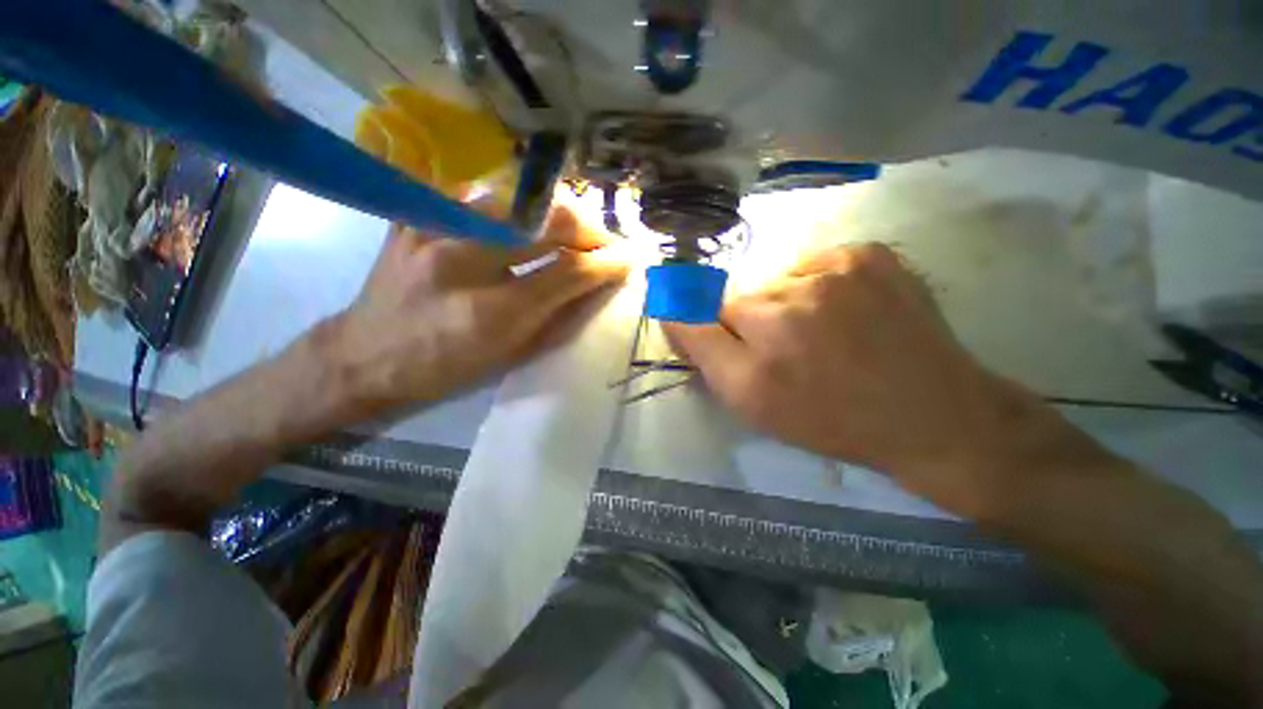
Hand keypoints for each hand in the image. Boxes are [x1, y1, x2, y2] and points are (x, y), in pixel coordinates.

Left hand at [320, 207, 627, 418]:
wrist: (365, 356)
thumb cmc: (447, 370)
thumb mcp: (512, 356)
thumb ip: (559, 318)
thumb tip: (597, 288)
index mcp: (493, 313)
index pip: (567, 272)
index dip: (605, 263)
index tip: (628, 258)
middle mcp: (463, 263)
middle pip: (545, 222)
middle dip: (587, 228)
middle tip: (603, 240)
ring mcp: (433, 231)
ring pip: (515, 199)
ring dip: (553, 213)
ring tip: (569, 230)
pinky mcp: (413, 216)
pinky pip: (476, 195)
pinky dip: (510, 206)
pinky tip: (521, 221)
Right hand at [664, 243, 1064, 512]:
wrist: (932, 415)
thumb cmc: (830, 418)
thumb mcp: (751, 401)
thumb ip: (702, 350)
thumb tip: (670, 311)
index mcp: (764, 328)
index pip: (710, 312)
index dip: (723, 334)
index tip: (747, 353)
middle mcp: (795, 288)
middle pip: (747, 297)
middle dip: (756, 324)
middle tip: (790, 355)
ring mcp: (840, 263)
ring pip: (781, 281)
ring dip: (789, 306)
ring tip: (824, 338)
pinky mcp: (871, 254)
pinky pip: (818, 265)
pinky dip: (820, 287)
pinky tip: (846, 315)